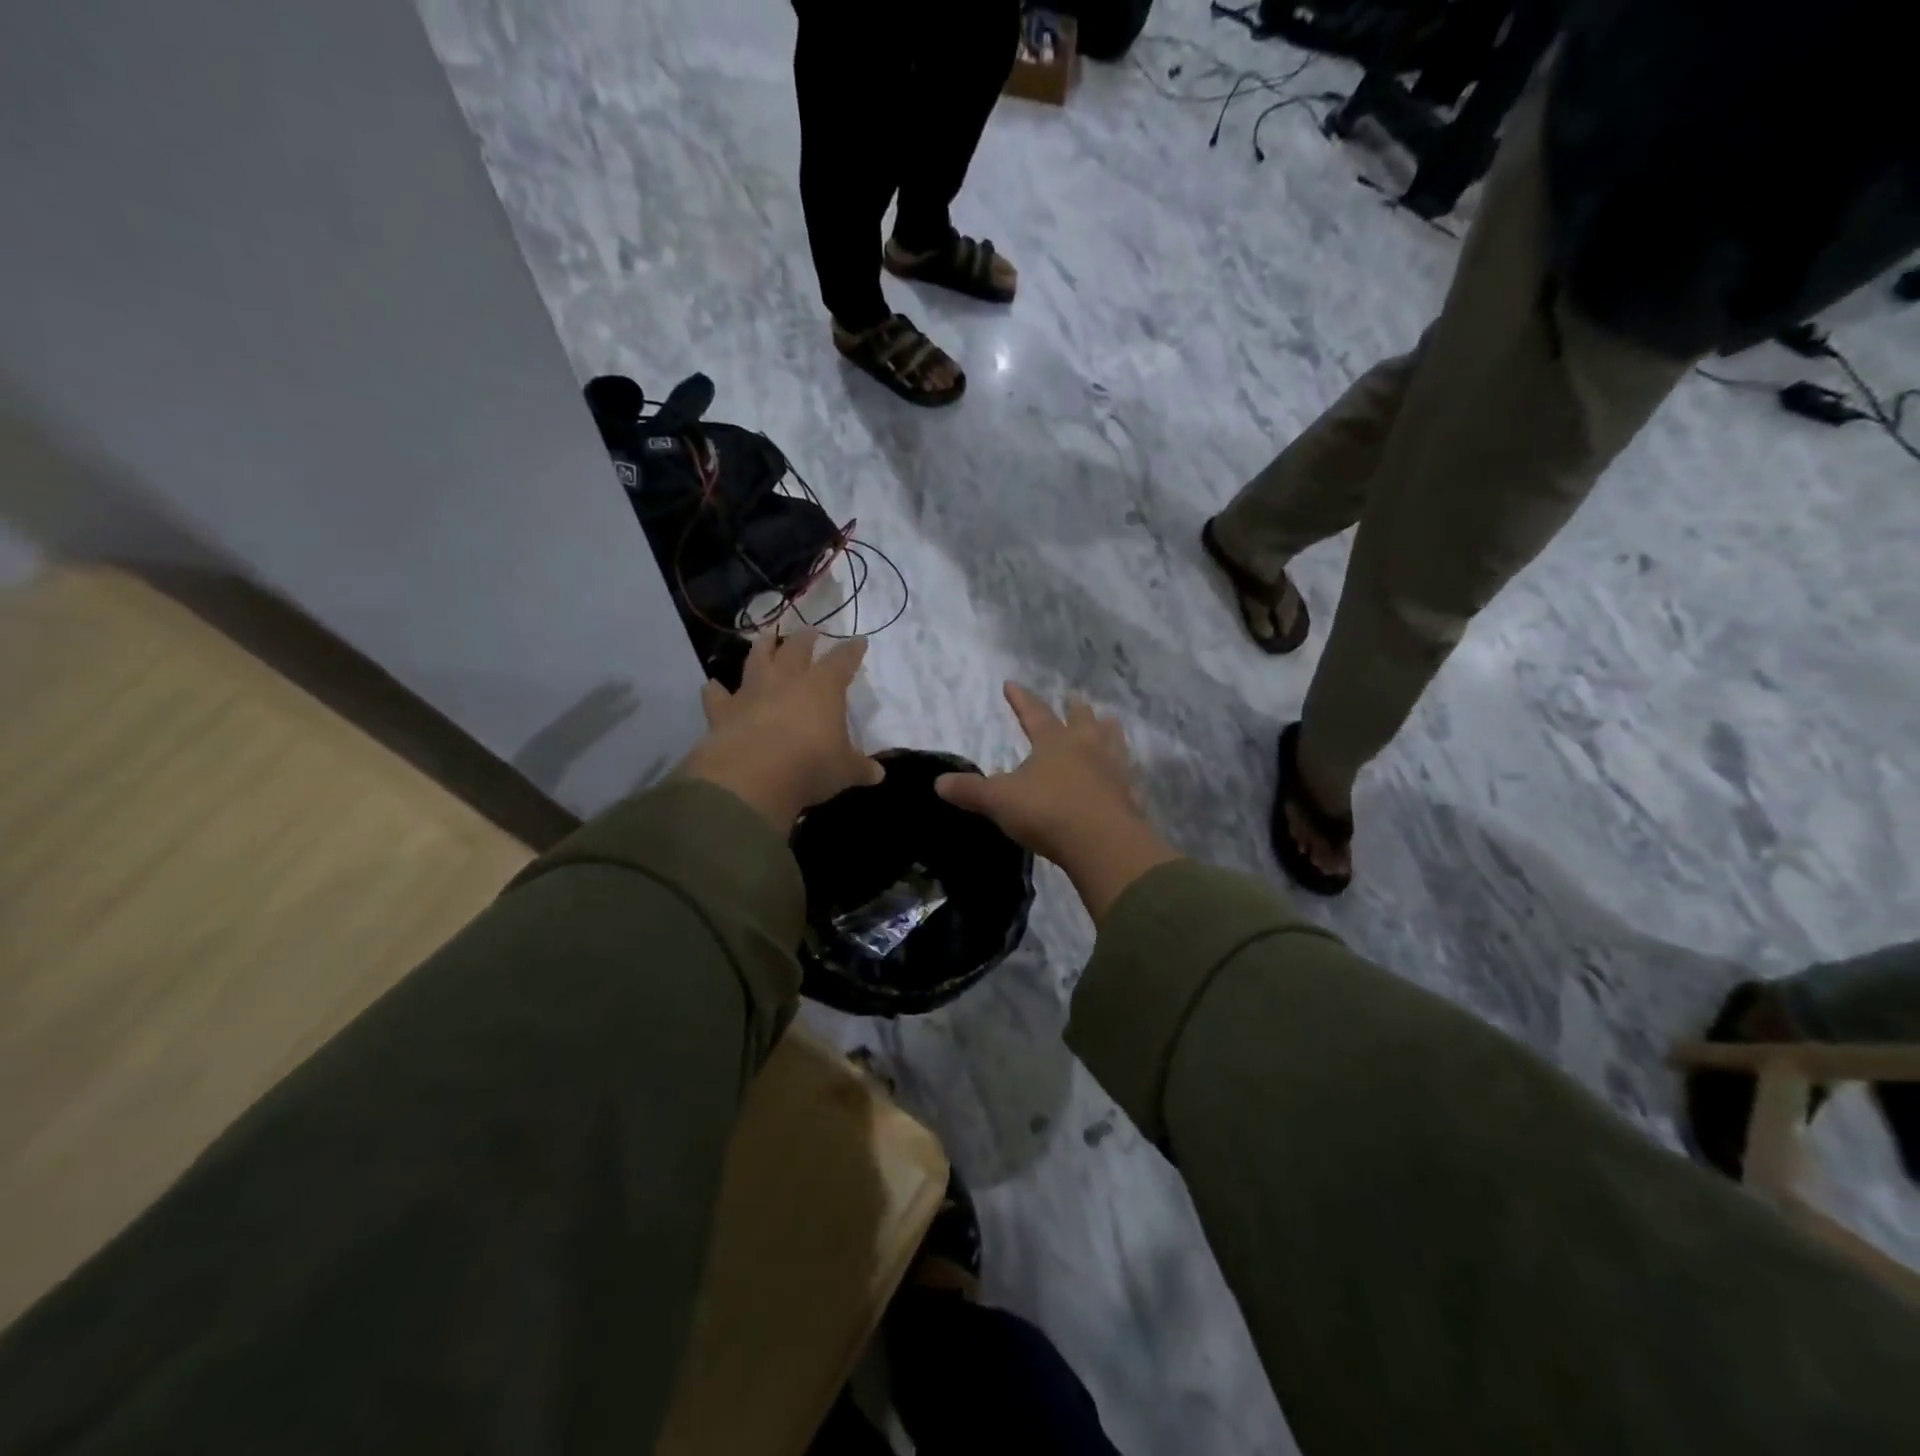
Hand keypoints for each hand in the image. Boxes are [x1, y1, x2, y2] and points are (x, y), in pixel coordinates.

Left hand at [678, 629, 882, 829]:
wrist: (753, 775)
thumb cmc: (810, 765)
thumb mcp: (844, 771)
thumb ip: (860, 769)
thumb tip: (878, 774)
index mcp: (823, 687)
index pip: (843, 661)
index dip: (852, 650)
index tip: (859, 641)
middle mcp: (787, 680)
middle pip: (797, 649)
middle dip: (806, 638)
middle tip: (811, 632)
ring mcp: (752, 691)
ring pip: (757, 659)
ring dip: (763, 647)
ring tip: (766, 637)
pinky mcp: (724, 710)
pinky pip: (717, 695)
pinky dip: (716, 690)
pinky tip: (712, 685)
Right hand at [936, 683, 1178, 919]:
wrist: (1101, 843)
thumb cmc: (1047, 812)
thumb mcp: (1000, 801)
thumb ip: (971, 792)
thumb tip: (938, 783)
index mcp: (1054, 742)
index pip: (1035, 713)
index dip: (1021, 699)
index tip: (1011, 684)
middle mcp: (1087, 748)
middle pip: (1082, 721)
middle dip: (1075, 710)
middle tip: (1075, 698)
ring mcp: (1113, 771)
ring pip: (1112, 742)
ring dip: (1108, 730)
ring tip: (1110, 721)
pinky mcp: (1129, 797)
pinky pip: (1128, 778)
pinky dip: (1125, 772)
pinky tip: (1127, 776)